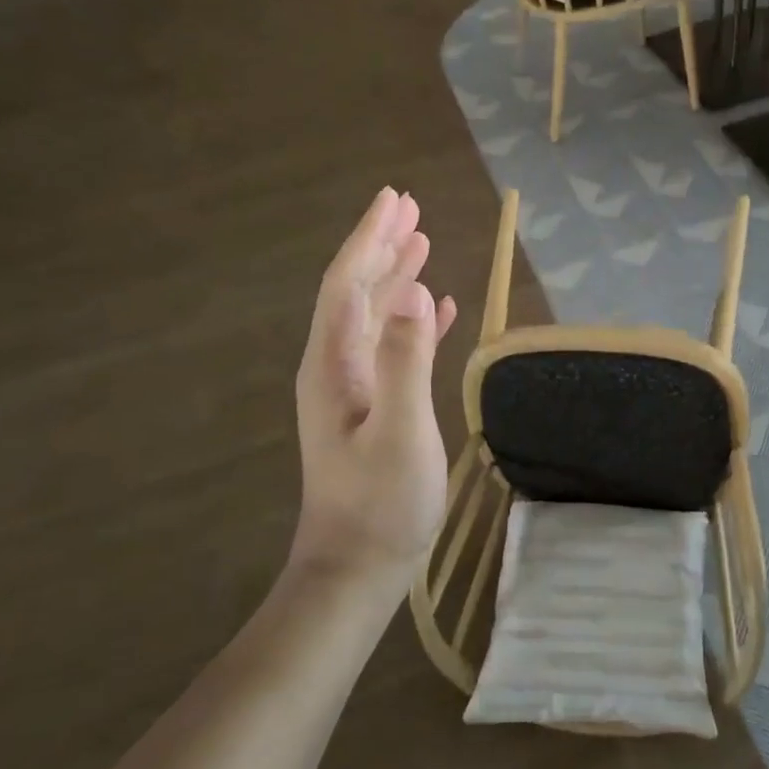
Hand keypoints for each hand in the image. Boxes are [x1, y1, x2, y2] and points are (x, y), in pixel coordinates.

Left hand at [293, 187, 458, 587]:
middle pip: (356, 290)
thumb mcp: (401, 431)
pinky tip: (435, 309)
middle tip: (409, 208)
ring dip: (395, 277)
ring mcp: (351, 388)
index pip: (349, 283)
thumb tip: (414, 292)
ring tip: (422, 244)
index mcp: (334, 363)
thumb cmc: (381, 502)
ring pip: (372, 315)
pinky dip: (411, 320)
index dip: (369, 239)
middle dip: (381, 246)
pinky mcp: (370, 406)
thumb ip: (405, 360)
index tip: (394, 200)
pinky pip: (390, 345)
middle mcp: (335, 366)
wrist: (356, 568)